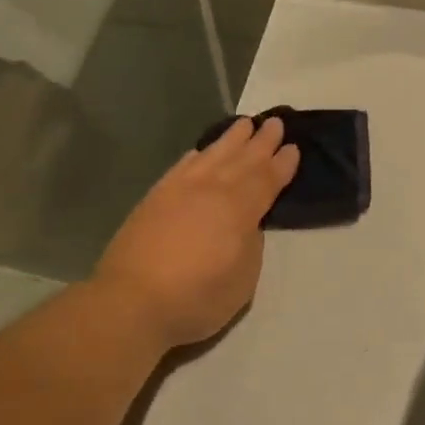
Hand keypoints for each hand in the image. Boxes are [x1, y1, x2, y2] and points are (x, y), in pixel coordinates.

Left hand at [93, 116, 299, 350]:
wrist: (131, 301)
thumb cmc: (196, 298)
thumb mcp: (242, 281)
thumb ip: (250, 245)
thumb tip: (246, 225)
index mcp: (237, 209)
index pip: (266, 180)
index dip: (281, 165)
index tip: (293, 148)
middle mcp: (210, 190)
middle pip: (241, 160)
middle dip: (260, 142)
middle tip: (275, 123)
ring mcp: (178, 191)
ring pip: (211, 156)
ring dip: (230, 140)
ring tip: (244, 125)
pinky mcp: (154, 199)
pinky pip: (181, 167)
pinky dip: (196, 156)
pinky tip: (200, 152)